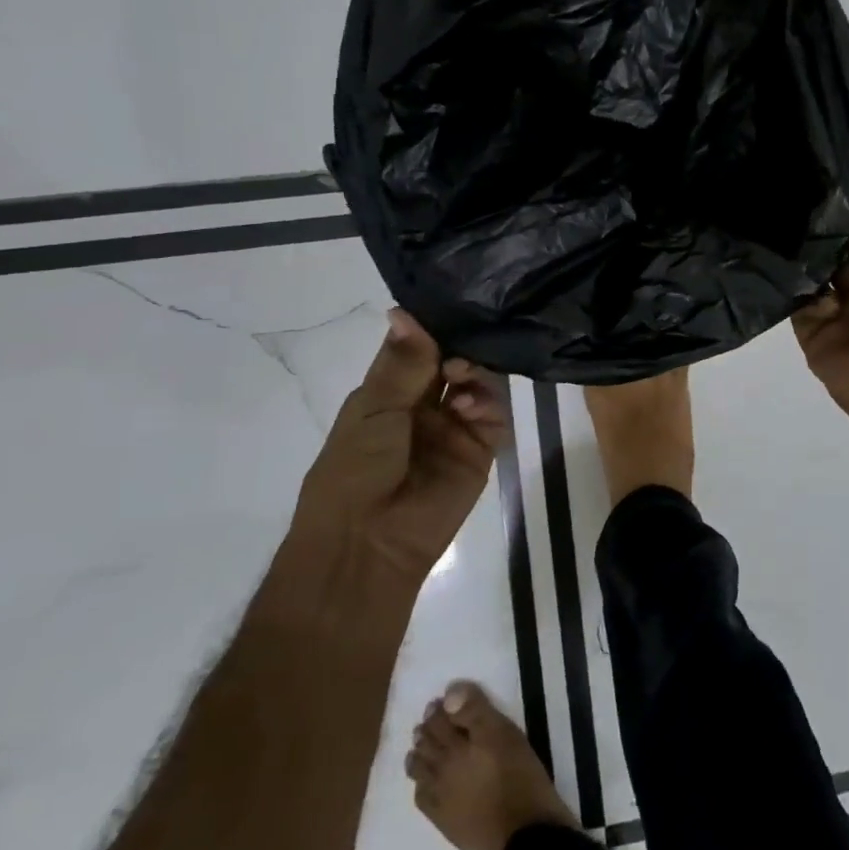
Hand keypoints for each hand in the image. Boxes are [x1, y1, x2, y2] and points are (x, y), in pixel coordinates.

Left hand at [291, 309, 507, 581]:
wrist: (367, 544)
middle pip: (452, 362)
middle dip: (458, 349)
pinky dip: (488, 404)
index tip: (451, 305)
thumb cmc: (354, 471)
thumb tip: (402, 310)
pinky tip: (471, 407)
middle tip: (457, 351)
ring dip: (473, 374)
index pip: (417, 349)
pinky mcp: (479, 452)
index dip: (431, 329)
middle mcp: (423, 406)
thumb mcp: (372, 410)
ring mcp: (453, 428)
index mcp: (388, 393)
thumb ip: (401, 363)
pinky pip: (494, 417)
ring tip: (461, 379)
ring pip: (476, 384)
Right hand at [793, 183, 848, 456]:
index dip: (845, 219)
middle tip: (786, 197)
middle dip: (817, 235)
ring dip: (800, 257)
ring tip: (772, 219)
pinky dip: (788, 285)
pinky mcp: (811, 335)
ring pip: (812, 279)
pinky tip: (771, 255)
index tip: (818, 186)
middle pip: (833, 259)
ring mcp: (834, 316)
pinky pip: (796, 305)